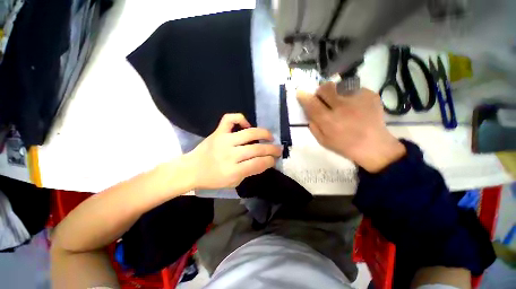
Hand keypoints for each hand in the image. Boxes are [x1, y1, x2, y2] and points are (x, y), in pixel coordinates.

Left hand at [184, 113, 281, 188]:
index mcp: (232, 171)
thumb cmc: (213, 179)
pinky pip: (230, 119)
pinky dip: (240, 118)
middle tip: (278, 149)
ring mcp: (223, 140)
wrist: (191, 169)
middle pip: (256, 149)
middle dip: (272, 149)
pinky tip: (247, 125)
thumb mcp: (233, 182)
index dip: (270, 161)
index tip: (274, 160)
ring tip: (270, 137)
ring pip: (249, 133)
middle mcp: (229, 154)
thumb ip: (249, 172)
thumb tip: (265, 162)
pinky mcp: (217, 132)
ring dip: (264, 134)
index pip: (258, 164)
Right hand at [297, 82, 405, 172]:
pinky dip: (350, 95)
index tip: (300, 92)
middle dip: (320, 91)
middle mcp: (342, 107)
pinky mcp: (370, 95)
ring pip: (339, 85)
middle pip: (325, 88)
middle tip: (323, 98)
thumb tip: (308, 112)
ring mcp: (358, 99)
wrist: (374, 146)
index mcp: (329, 121)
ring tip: (341, 102)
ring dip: (335, 92)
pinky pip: (353, 88)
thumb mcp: (323, 141)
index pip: (312, 104)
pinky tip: (355, 105)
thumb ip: (313, 126)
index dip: (304, 96)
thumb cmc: (344, 145)